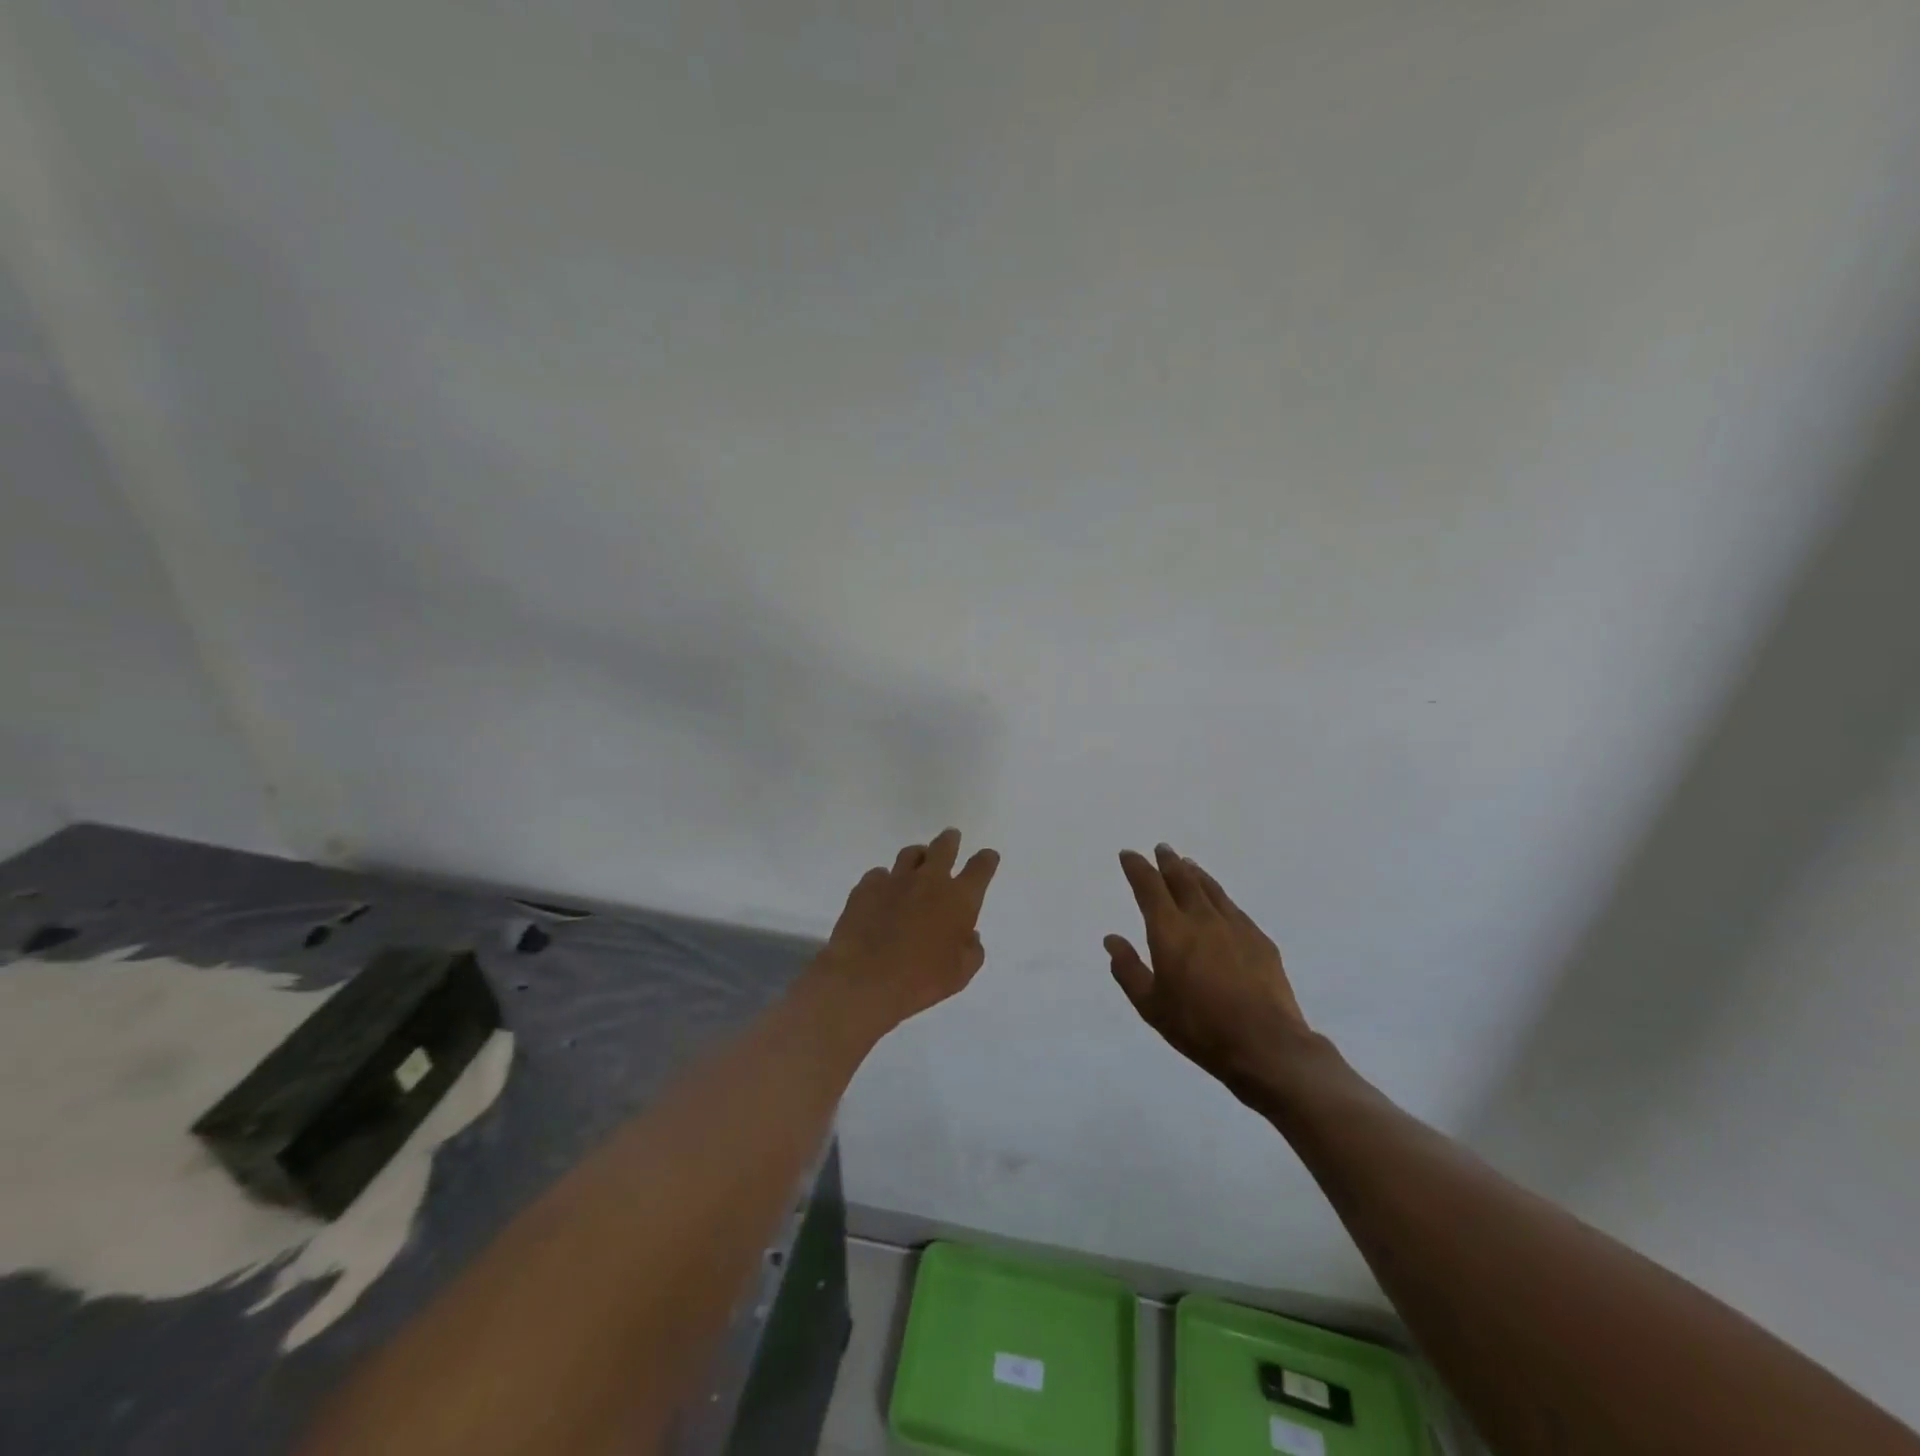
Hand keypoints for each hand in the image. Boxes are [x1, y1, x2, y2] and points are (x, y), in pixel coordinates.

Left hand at [810, 828, 1000, 1045]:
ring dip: (918, 855)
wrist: (865, 979)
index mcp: (959, 899)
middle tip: (951, 837)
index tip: (987, 856)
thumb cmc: (921, 980)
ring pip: (910, 854)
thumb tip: (970, 935)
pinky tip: (883, 890)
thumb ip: (971, 950)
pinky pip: (879, 874)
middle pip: (944, 848)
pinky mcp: (866, 887)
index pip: (980, 868)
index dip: (986, 860)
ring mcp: (895, 880)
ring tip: (918, 859)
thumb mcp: (960, 974)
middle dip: (950, 840)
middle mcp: (929, 881)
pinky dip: (885, 879)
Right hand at [1107, 845, 1314, 1101]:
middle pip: (1182, 879)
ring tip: (1188, 865)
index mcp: (1170, 930)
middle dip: (1168, 862)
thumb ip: (1128, 969)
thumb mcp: (1151, 1006)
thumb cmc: (1199, 1027)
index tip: (1129, 855)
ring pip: (1211, 889)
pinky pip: (1233, 908)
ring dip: (1195, 874)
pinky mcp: (1259, 940)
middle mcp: (1201, 918)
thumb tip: (1112, 939)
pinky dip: (1219, 896)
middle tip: (1162, 849)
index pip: (1149, 887)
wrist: (1265, 1045)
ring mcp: (1234, 926)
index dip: (1137, 868)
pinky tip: (1220, 902)